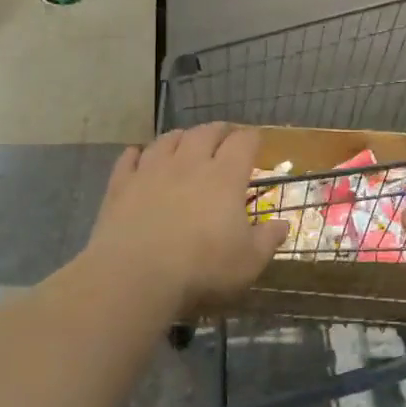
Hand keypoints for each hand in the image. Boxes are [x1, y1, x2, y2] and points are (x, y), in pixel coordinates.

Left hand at [82, 123, 288, 317]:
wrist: (135, 276)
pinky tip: (138, 156)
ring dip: (180, 137)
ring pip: (168, 139)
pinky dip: (137, 153)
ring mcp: (152, 170)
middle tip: (224, 137)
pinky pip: (129, 158)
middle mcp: (189, 163)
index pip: (243, 142)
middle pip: (206, 132)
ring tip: (185, 142)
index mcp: (225, 177)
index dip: (251, 138)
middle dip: (219, 131)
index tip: (256, 142)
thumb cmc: (202, 269)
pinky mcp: (122, 185)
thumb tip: (283, 224)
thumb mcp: (248, 262)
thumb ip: (268, 240)